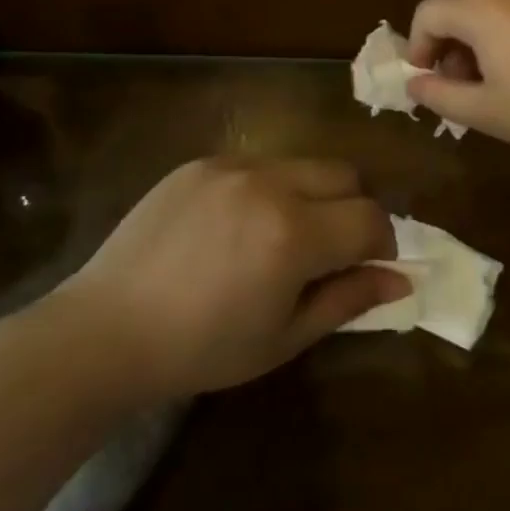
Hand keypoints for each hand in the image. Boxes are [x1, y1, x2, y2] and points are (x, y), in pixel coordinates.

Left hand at [57, 158, 407, 398]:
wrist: (108, 329)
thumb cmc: (203, 348)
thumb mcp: (285, 336)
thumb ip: (348, 299)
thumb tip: (401, 279)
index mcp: (295, 234)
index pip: (371, 218)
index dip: (383, 244)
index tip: (368, 267)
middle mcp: (269, 184)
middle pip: (344, 175)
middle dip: (353, 210)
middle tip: (330, 250)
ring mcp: (231, 166)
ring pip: (301, 165)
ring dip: (311, 195)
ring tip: (279, 237)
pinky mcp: (199, 162)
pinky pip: (255, 164)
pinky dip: (266, 189)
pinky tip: (235, 227)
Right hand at [404, 0, 509, 161]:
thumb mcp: (488, 113)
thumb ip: (440, 96)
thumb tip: (416, 83)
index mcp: (482, 5)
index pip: (428, 13)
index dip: (417, 46)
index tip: (426, 79)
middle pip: (463, 2)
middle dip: (452, 41)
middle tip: (463, 83)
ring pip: (501, 2)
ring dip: (487, 34)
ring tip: (504, 76)